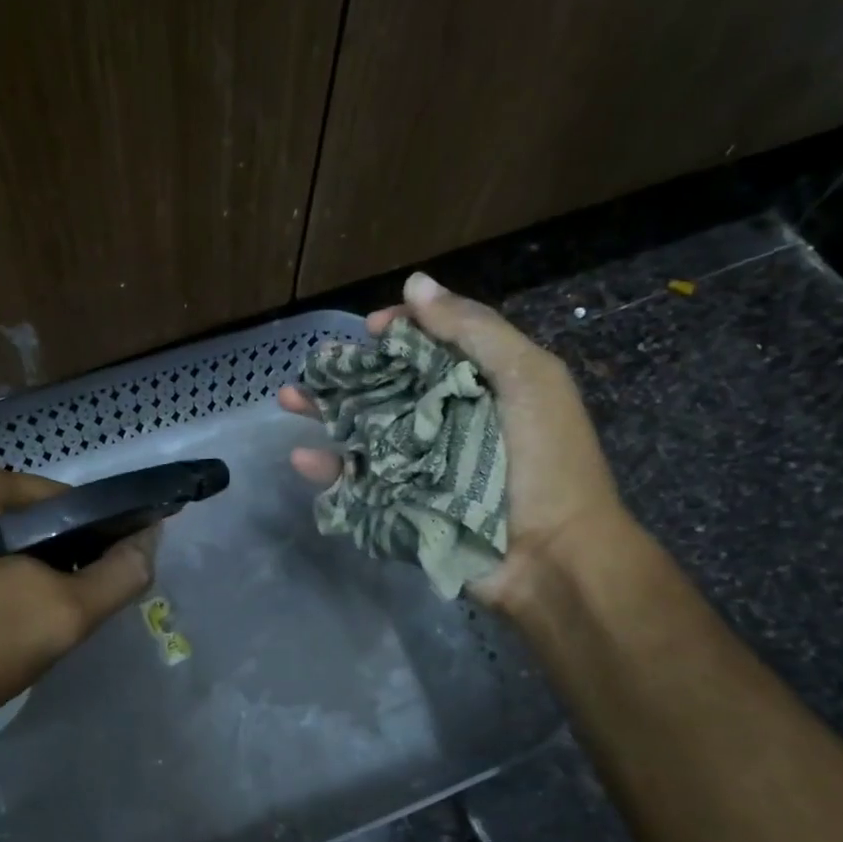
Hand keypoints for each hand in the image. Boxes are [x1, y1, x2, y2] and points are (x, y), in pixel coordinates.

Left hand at [0, 463, 156, 760]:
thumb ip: (119, 574)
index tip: (88, 584)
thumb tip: (149, 541)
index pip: (57, 500)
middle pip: (17, 516)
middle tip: (49, 608)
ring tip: (14, 619)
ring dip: (8, 568)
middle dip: (43, 556)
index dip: (85, 540)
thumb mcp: (62, 614)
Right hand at [280, 271, 628, 617]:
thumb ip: (474, 329)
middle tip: (313, 363)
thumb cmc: (547, 460)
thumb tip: (414, 283)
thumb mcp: (527, 379)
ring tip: (288, 399)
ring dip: (326, 413)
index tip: (370, 328)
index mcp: (481, 384)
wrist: (553, 558)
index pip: (432, 345)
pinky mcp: (401, 505)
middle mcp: (447, 420)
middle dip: (349, 371)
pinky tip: (302, 458)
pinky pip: (358, 483)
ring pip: (365, 430)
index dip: (400, 331)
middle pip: (389, 386)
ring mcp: (420, 465)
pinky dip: (329, 472)